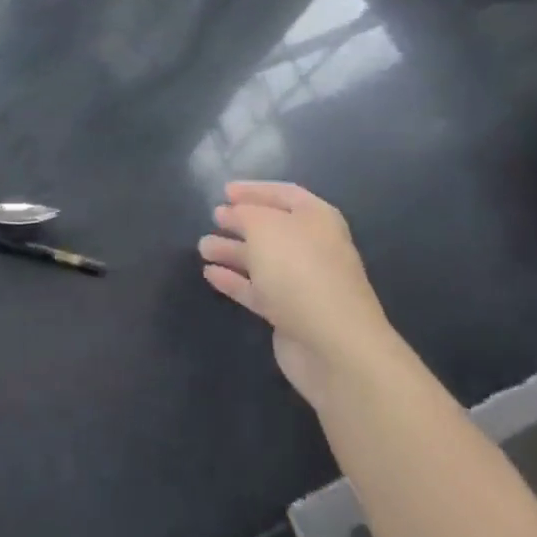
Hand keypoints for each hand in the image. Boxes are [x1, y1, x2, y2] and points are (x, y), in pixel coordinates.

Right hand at [198, 182, 396, 409]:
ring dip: (232, 251)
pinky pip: (257, 290)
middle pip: (272, 229)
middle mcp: (312, 247)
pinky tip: (210, 274)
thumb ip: (244, 214)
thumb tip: (233, 214)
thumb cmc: (300, 270)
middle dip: (241, 222)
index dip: (254, 190)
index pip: (284, 193)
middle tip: (213, 217)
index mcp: (316, 219)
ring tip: (202, 247)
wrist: (334, 346)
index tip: (224, 191)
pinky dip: (234, 281)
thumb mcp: (264, 227)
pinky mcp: (290, 315)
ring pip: (262, 260)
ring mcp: (303, 283)